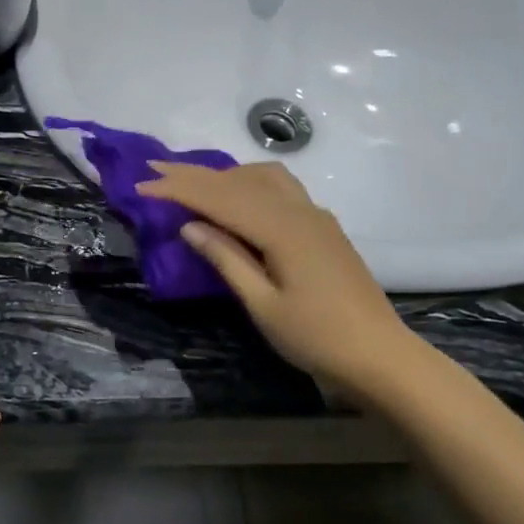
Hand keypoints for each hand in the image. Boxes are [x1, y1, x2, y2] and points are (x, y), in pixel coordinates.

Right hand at [137, 161, 418, 403]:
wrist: (381, 356)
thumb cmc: (317, 338)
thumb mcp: (263, 305)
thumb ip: (227, 260)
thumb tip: (190, 226)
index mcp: (282, 229)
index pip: (220, 199)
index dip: (178, 189)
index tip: (142, 184)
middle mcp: (300, 211)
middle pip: (238, 181)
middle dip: (193, 174)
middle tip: (154, 166)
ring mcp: (315, 216)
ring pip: (262, 177)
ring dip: (223, 174)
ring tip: (191, 181)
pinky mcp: (322, 227)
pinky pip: (279, 189)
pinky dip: (248, 183)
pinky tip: (237, 197)